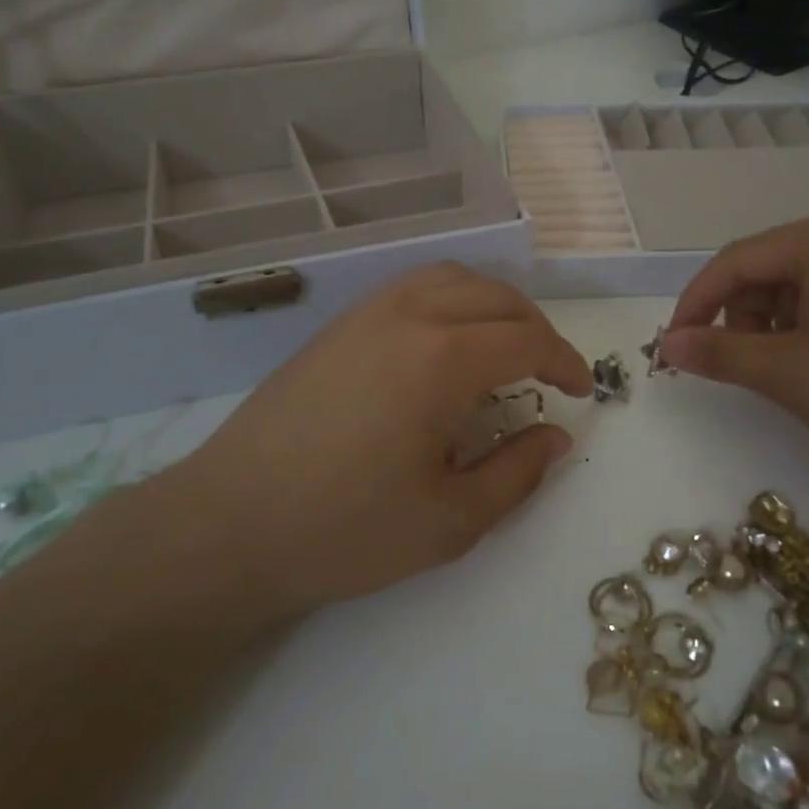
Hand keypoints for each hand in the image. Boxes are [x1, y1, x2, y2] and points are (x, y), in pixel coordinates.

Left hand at [166, 263, 591, 616]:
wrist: (229, 523)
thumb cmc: (344, 530)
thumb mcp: (450, 521)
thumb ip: (517, 473)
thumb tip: (556, 436)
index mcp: (442, 359)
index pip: (527, 339)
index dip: (565, 362)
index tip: (580, 392)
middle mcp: (408, 316)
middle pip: (495, 296)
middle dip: (536, 329)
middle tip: (548, 374)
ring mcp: (366, 313)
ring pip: (451, 278)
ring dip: (492, 305)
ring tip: (503, 349)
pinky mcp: (337, 325)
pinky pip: (411, 288)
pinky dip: (449, 300)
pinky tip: (444, 345)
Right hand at [663, 210, 808, 523]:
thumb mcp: (789, 374)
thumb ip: (719, 354)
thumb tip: (668, 345)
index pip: (736, 260)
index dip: (696, 304)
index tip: (673, 346)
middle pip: (768, 267)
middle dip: (740, 315)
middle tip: (736, 364)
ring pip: (800, 281)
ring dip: (774, 321)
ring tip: (782, 368)